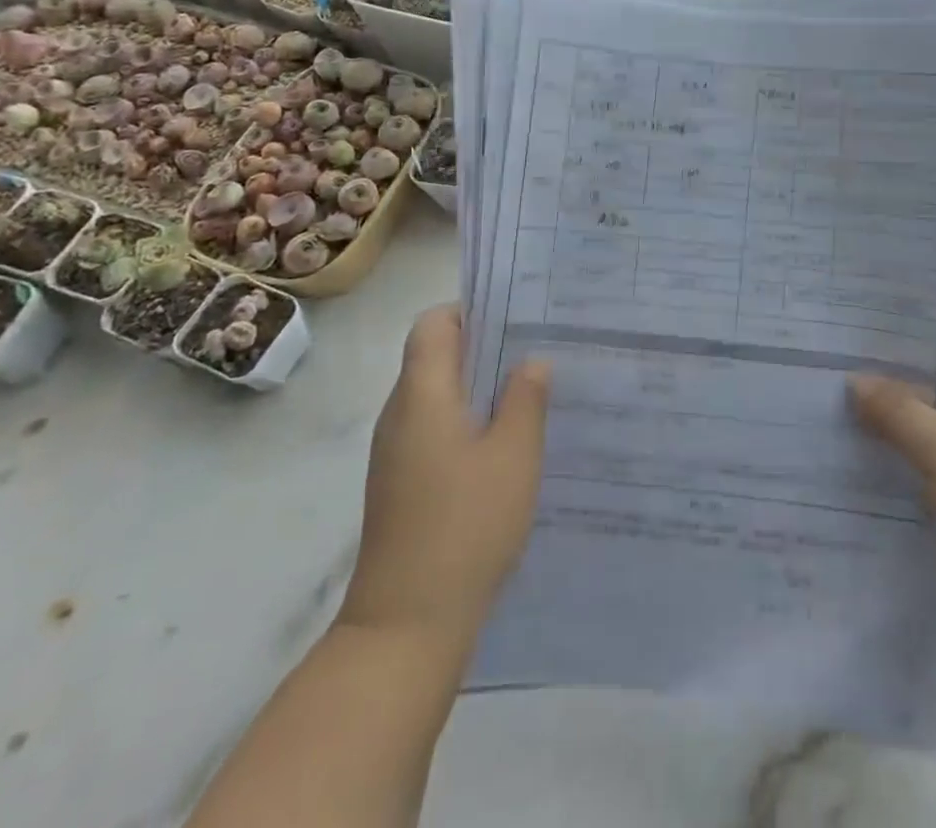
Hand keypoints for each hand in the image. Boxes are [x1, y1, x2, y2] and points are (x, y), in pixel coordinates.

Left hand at [339, 305, 550, 646]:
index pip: (434, 324)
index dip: (472, 311)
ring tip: (532, 391)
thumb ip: (526, 399)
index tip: (517, 318)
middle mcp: (400, 414)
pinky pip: (436, 429)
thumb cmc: (466, 525)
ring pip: (438, 395)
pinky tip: (508, 443)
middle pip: (435, 356)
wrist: (406, 625)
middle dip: (485, 347)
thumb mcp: (514, 455)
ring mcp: (396, 452)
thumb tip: (531, 361)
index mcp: (422, 395)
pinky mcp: (402, 483)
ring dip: (480, 386)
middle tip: (539, 349)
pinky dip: (469, 421)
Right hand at [849, 328, 935, 629]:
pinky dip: (907, 453)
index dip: (895, 330)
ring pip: (931, 418)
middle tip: (829, 370)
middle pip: (931, 375)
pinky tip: (867, 459)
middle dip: (885, 375)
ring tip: (835, 411)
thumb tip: (855, 380)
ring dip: (893, 418)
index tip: (848, 331)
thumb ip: (895, 410)